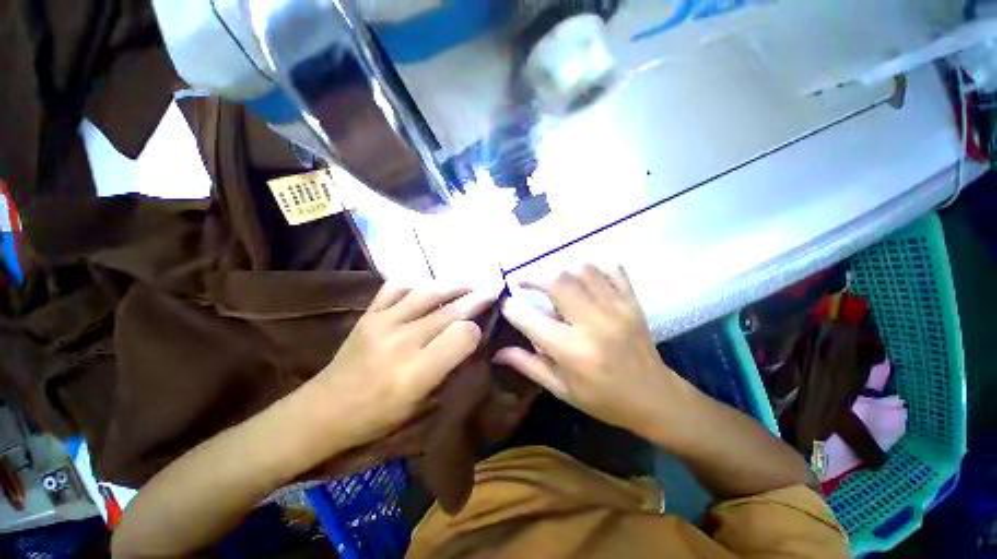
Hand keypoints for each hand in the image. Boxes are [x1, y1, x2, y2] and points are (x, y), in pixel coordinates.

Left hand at [311, 281, 499, 448]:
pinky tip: (428, 285)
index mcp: (417, 372)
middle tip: (493, 286)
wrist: (323, 410)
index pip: (462, 336)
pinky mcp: (369, 314)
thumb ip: (449, 371)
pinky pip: (396, 287)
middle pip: (449, 311)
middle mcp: (402, 342)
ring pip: (427, 293)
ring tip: (470, 281)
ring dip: (453, 284)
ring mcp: (382, 322)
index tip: (482, 328)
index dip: (476, 330)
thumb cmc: (377, 416)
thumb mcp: (422, 406)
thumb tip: (469, 341)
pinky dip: (417, 282)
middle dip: (476, 297)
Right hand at [496, 265, 688, 433]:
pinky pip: (612, 270)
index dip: (511, 308)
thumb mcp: (561, 389)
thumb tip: (497, 351)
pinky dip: (594, 268)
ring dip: (561, 270)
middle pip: (557, 281)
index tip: (506, 304)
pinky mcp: (632, 302)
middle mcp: (593, 323)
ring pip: (582, 269)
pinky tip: (584, 279)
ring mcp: (617, 308)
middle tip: (523, 282)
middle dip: (533, 277)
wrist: (655, 398)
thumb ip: (528, 365)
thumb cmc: (603, 399)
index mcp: (572, 351)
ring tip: (553, 281)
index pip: (530, 319)